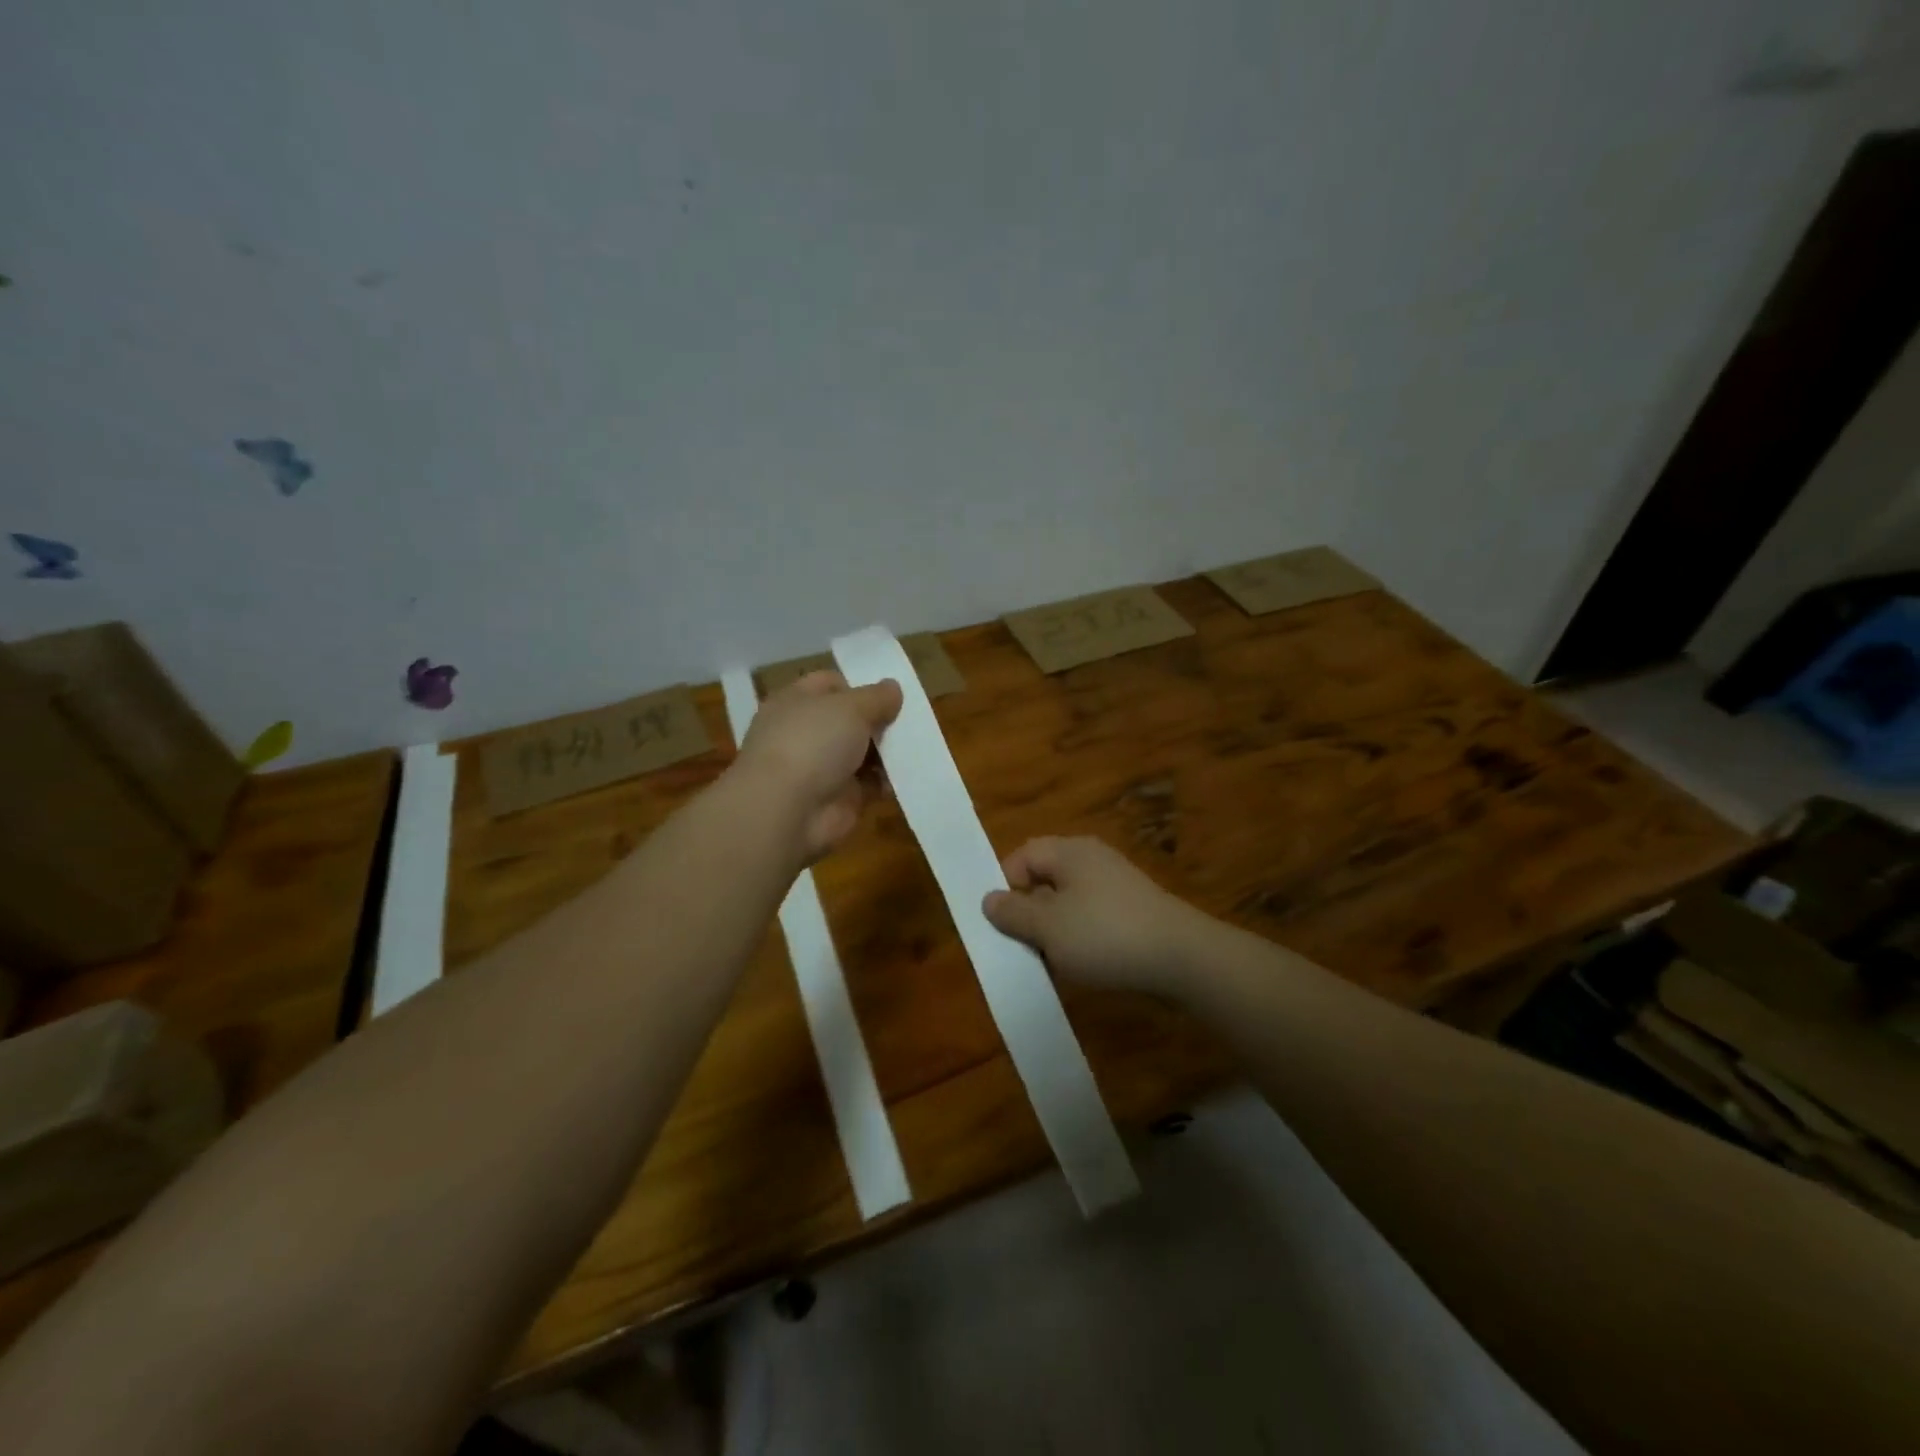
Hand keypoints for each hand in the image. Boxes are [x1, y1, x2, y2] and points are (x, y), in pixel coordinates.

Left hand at [734, 670, 902, 861]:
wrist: (786, 811)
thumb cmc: (812, 743)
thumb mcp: (850, 707)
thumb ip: (876, 697)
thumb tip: (893, 688)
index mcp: (796, 702)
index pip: (830, 684)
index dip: (859, 686)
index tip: (889, 694)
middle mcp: (805, 732)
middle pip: (850, 720)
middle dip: (879, 720)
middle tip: (911, 719)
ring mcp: (820, 768)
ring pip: (862, 752)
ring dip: (887, 751)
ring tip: (917, 745)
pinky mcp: (838, 798)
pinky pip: (870, 784)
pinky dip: (888, 781)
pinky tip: (909, 775)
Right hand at [982, 836, 1213, 997]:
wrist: (1182, 958)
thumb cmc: (1105, 935)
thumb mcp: (1048, 927)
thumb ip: (1013, 913)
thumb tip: (989, 899)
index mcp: (1069, 852)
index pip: (1022, 855)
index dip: (1004, 884)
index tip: (1000, 922)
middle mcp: (1092, 860)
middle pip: (1044, 879)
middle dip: (1028, 912)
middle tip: (1021, 945)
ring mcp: (1116, 885)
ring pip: (1067, 903)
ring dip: (1053, 930)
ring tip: (1050, 962)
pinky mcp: (1133, 910)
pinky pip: (1092, 918)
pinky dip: (1080, 938)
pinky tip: (1082, 965)